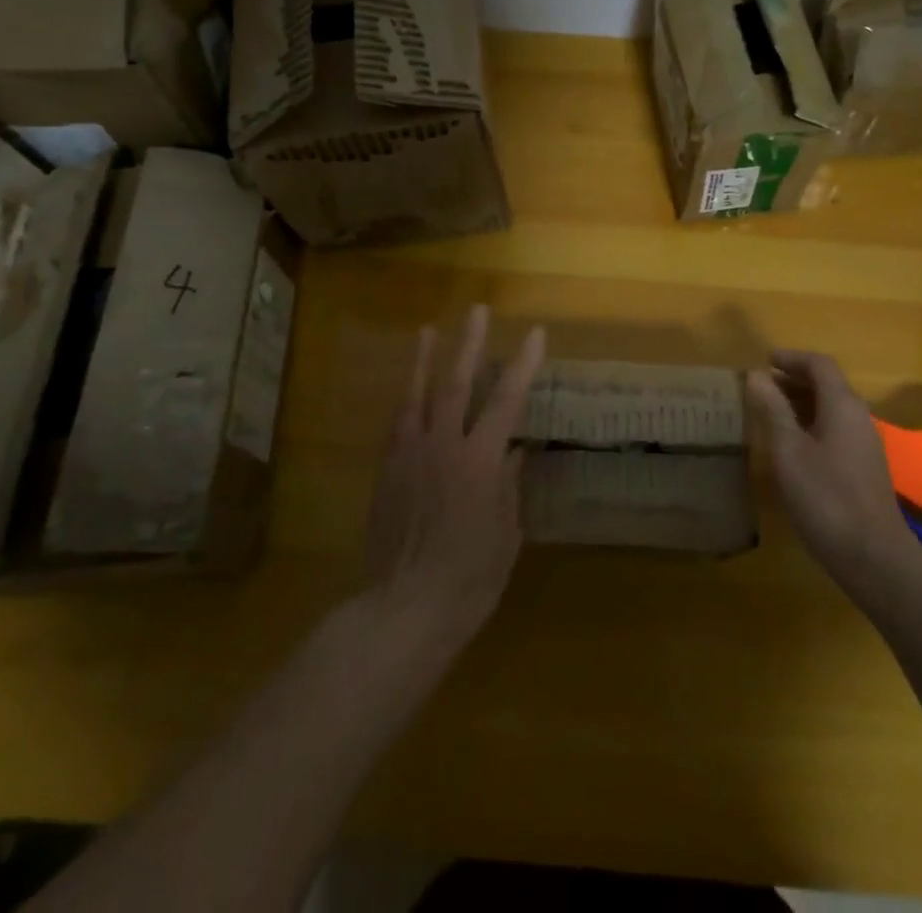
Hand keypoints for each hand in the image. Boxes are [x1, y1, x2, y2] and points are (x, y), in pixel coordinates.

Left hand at [364, 305, 546, 645]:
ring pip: (417, 396)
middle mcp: (442, 447)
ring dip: (425, 361)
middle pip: (457, 383)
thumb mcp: (505, 536)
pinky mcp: (386, 472)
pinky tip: (409, 389)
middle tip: (476, 310)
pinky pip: (396, 424)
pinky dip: (406, 400)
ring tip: (428, 330)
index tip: (535, 334)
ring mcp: (409, 455)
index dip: (522, 364)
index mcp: (479, 461)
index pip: (506, 400)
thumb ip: (508, 488)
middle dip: (469, 344)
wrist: (401, 610)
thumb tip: (514, 452)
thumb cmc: (467, 580)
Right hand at [746, 351, 911, 589]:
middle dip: (795, 378)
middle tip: (762, 385)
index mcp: (843, 406)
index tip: (764, 360)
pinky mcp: (865, 467)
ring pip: (832, 408)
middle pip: (828, 384)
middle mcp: (859, 417)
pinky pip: (836, 429)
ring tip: (771, 410)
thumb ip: (773, 410)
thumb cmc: (826, 498)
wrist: (874, 557)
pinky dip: (811, 423)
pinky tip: (792, 444)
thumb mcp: (789, 451)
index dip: (791, 358)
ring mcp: (865, 443)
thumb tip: (757, 374)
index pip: (820, 365)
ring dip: (802, 402)